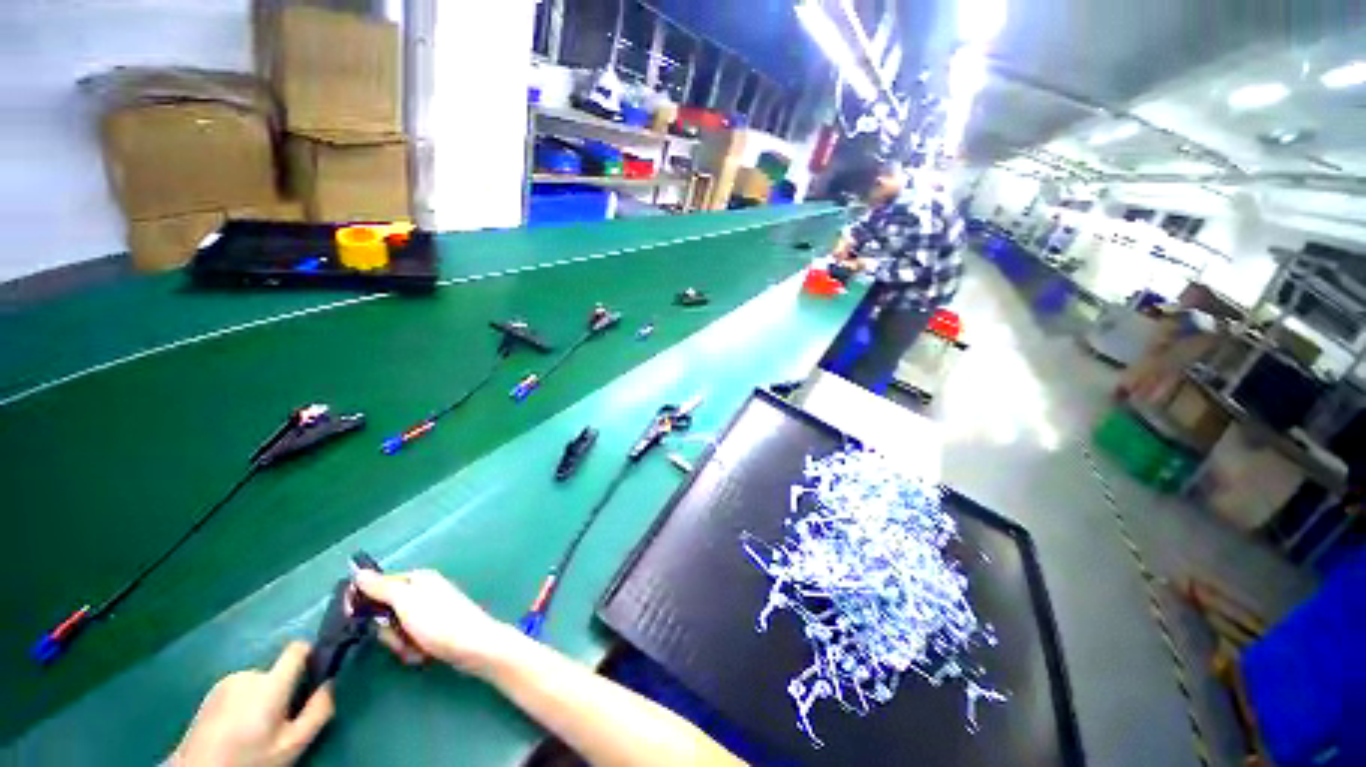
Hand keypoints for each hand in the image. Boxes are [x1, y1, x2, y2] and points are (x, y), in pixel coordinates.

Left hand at [171, 642, 333, 766]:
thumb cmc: (250, 760)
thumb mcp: (293, 745)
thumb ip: (318, 712)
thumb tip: (330, 684)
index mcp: (270, 683)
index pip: (297, 649)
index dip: (310, 654)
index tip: (316, 673)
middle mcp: (249, 674)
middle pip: (278, 671)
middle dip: (283, 690)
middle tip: (279, 721)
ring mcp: (226, 682)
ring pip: (258, 682)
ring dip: (262, 697)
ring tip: (254, 728)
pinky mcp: (212, 692)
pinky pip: (240, 689)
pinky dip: (244, 702)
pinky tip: (236, 727)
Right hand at [353, 569, 515, 674]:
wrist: (473, 646)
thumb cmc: (440, 622)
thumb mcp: (406, 602)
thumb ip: (382, 587)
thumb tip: (359, 572)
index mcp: (418, 579)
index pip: (379, 585)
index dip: (365, 602)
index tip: (353, 616)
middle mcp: (424, 592)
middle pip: (385, 613)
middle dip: (387, 631)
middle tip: (399, 636)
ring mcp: (430, 613)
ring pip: (396, 632)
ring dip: (401, 644)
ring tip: (415, 648)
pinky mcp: (434, 631)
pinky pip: (410, 642)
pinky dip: (413, 651)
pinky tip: (423, 655)